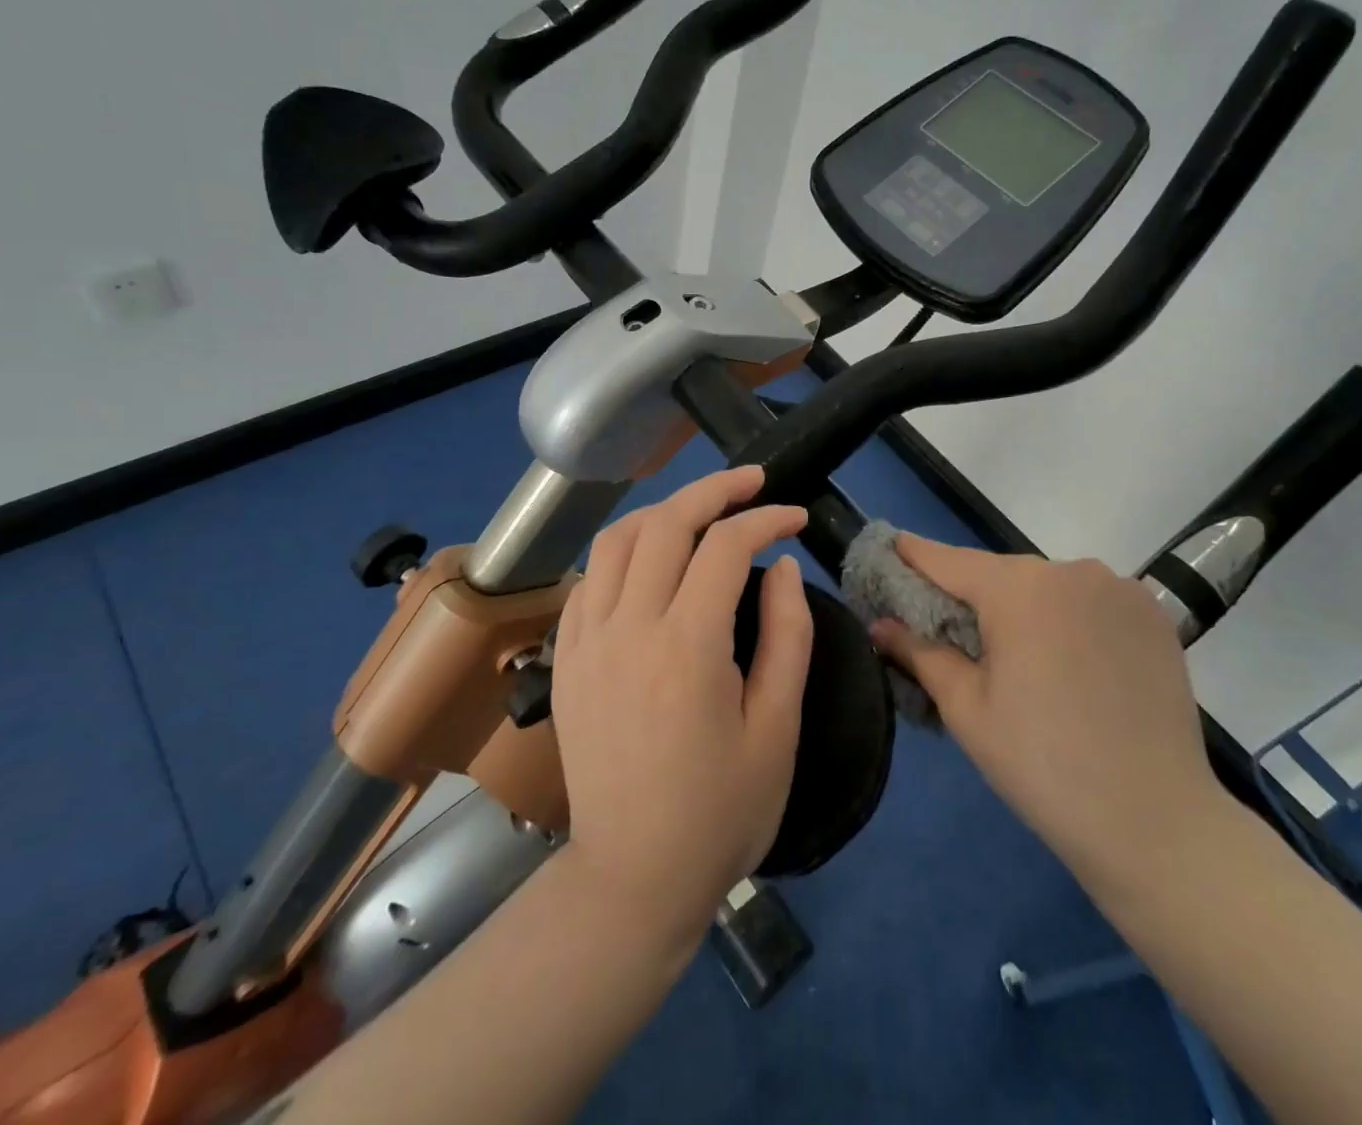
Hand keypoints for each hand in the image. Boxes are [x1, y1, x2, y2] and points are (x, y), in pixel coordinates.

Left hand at [551, 467, 813, 944]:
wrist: (634, 878)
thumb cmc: (721, 811)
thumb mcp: (778, 728)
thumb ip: (788, 636)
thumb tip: (781, 565)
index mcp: (687, 647)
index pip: (726, 546)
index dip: (766, 518)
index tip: (796, 516)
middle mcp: (628, 628)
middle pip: (666, 522)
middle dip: (714, 489)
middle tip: (753, 482)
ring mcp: (586, 641)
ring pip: (618, 539)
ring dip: (664, 511)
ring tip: (703, 512)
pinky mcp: (564, 659)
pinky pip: (590, 579)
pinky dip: (625, 551)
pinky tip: (652, 562)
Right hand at [869, 535, 1222, 886]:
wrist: (1155, 823)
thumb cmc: (1042, 765)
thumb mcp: (967, 708)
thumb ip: (919, 653)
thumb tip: (880, 624)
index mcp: (1019, 588)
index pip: (949, 560)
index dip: (914, 555)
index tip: (889, 548)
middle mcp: (1070, 570)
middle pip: (1001, 574)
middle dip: (973, 596)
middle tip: (952, 633)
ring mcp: (1119, 588)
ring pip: (1049, 586)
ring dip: (1025, 608)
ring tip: (1020, 658)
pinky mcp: (1153, 614)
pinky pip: (1091, 601)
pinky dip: (1070, 617)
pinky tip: (1071, 662)